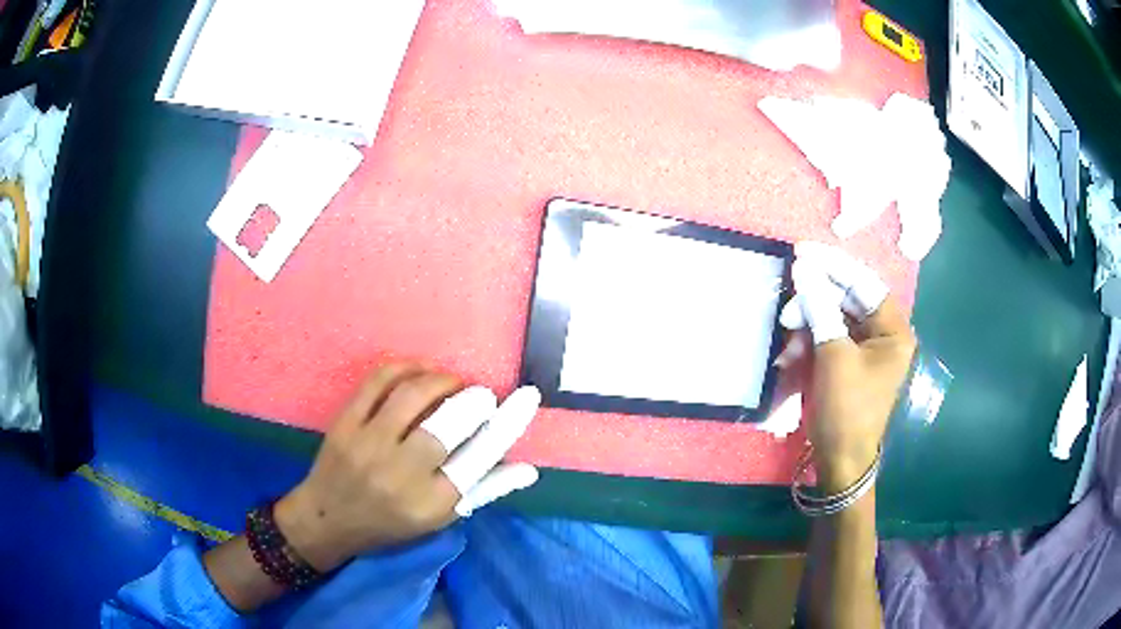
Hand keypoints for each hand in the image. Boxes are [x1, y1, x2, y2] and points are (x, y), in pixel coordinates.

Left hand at [274, 364, 540, 571]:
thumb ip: (484, 491)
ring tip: (452, 383)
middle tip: (481, 395)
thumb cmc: (390, 523)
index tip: (526, 396)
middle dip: (474, 400)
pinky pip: (378, 381)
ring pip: (413, 395)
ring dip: (441, 379)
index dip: (509, 422)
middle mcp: (401, 474)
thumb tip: (528, 469)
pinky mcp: (345, 423)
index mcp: (432, 503)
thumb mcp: (440, 518)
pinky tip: (419, 370)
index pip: (481, 457)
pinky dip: (405, 368)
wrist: (328, 518)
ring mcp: (368, 445)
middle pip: (449, 424)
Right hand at [779, 243, 915, 490]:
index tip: (803, 252)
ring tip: (787, 334)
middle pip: (848, 299)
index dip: (834, 266)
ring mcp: (866, 348)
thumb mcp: (834, 356)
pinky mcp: (849, 361)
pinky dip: (809, 340)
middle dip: (816, 300)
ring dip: (809, 322)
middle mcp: (884, 334)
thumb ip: (821, 308)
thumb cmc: (846, 409)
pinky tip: (791, 353)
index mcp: (894, 331)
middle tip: (788, 302)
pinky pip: (828, 337)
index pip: (864, 284)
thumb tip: (805, 269)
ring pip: (834, 317)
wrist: (840, 460)